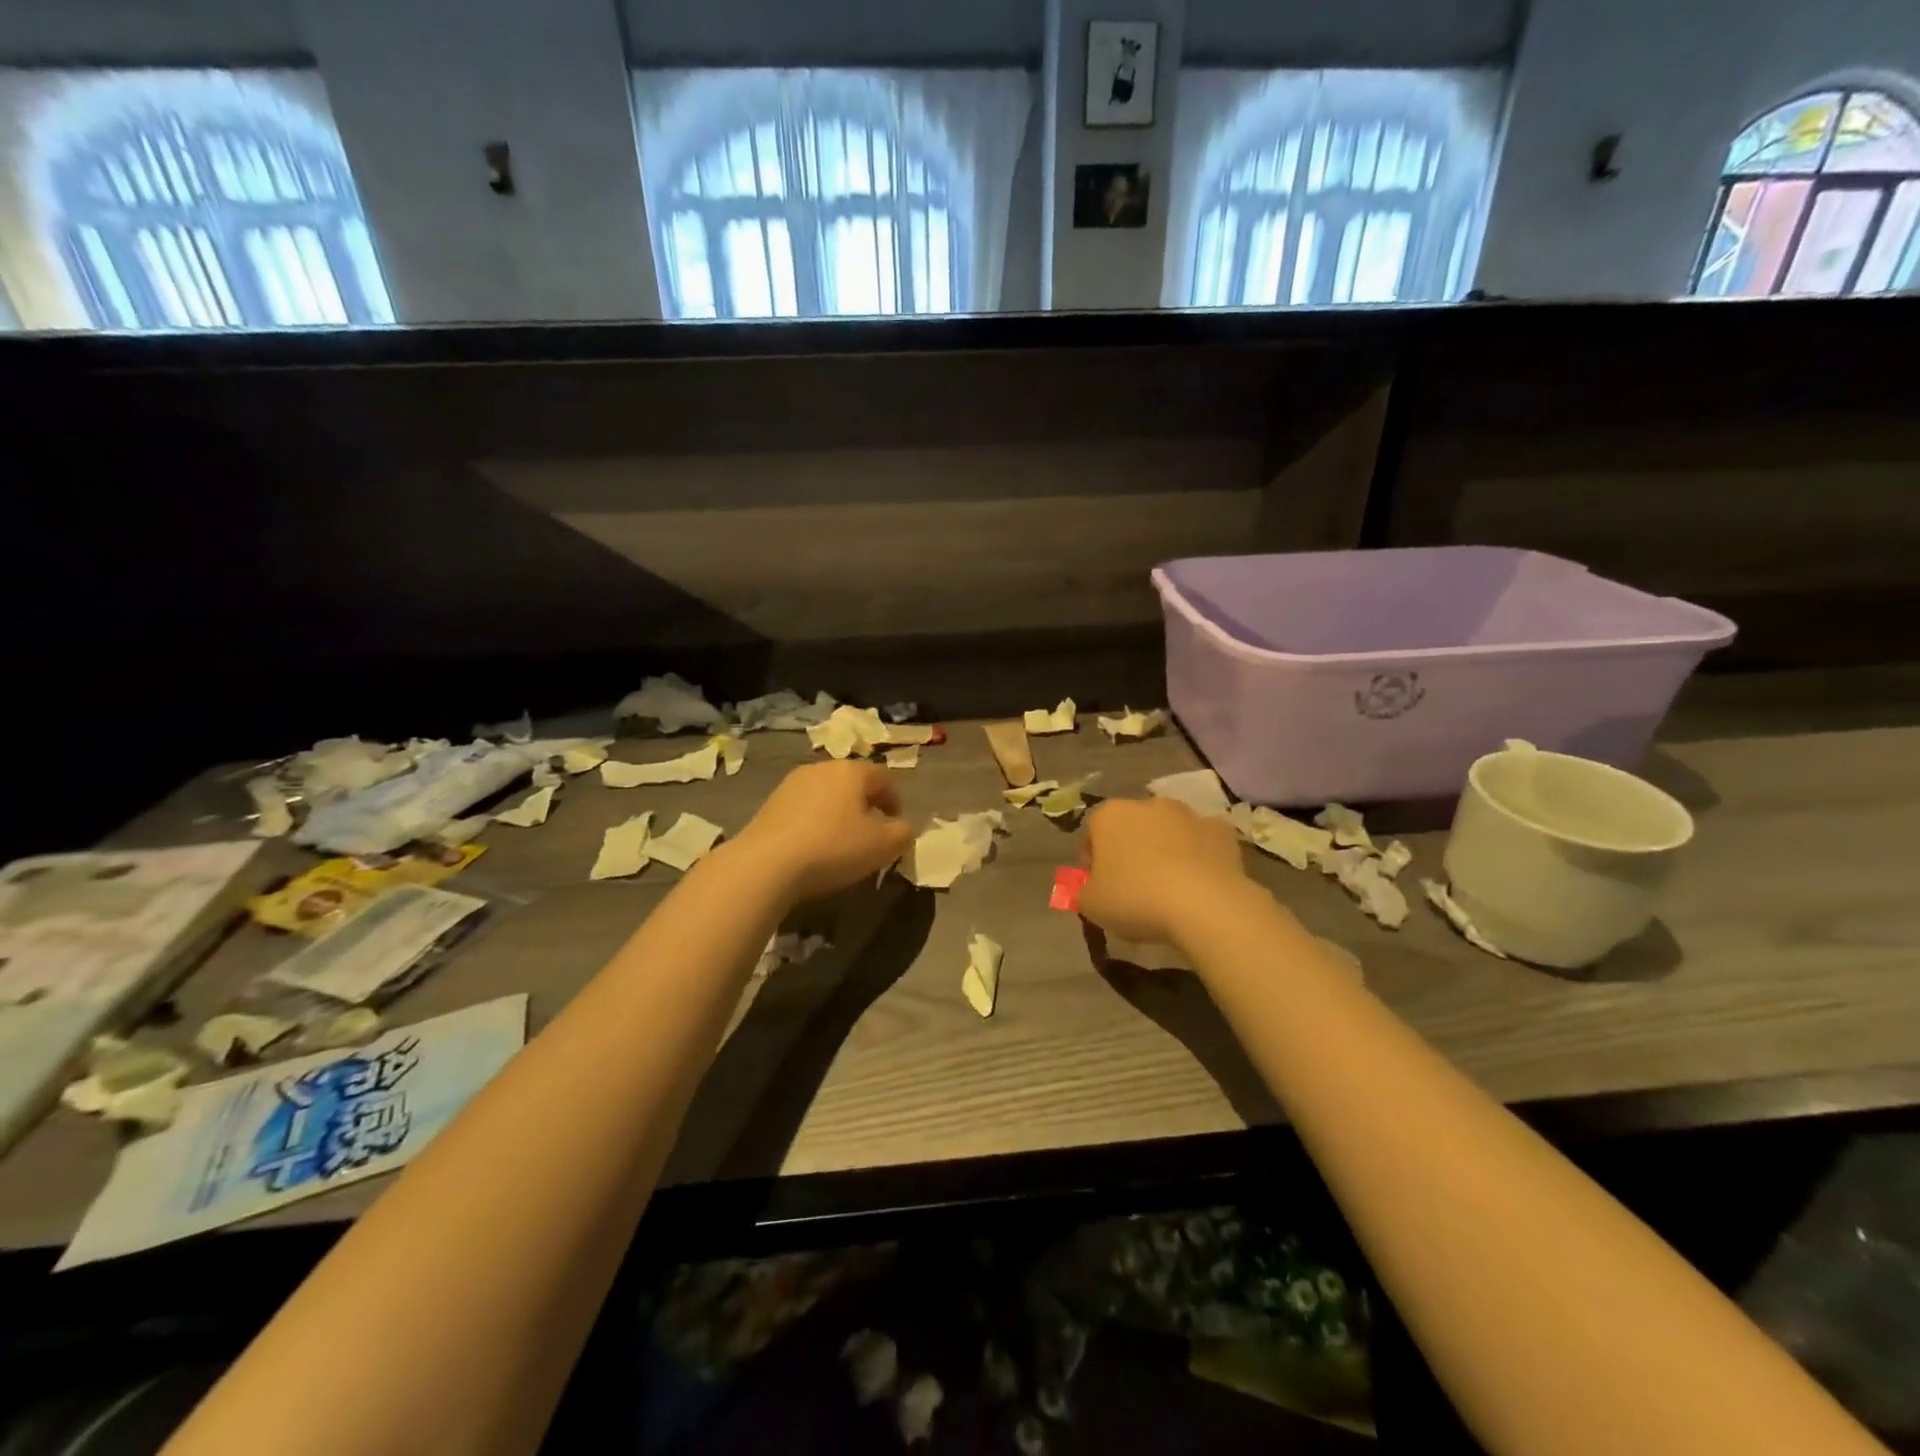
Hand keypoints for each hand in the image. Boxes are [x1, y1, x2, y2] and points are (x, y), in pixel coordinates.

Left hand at [731, 760, 913, 903]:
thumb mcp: (883, 846)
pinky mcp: (770, 803)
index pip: (885, 778)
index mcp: (852, 770)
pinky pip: (804, 809)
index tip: (895, 829)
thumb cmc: (833, 848)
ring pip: (827, 795)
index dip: (895, 803)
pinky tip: (812, 848)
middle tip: (869, 837)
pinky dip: (814, 823)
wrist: (766, 864)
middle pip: (854, 784)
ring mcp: (792, 783)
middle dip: (866, 807)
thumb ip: (903, 833)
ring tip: (839, 844)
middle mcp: (821, 767)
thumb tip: (900, 828)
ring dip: (838, 815)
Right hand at [1078, 797, 1251, 947]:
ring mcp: (1188, 814)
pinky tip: (1200, 884)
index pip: (1092, 833)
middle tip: (1133, 887)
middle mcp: (1147, 804)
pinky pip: (1202, 842)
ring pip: (1168, 831)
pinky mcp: (1221, 830)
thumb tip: (1090, 890)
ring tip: (1169, 888)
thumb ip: (1083, 892)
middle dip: (1130, 851)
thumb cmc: (1135, 899)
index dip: (1093, 860)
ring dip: (1165, 850)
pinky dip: (1200, 856)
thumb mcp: (1091, 906)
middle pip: (1132, 827)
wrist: (1203, 904)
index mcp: (1110, 815)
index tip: (1099, 885)